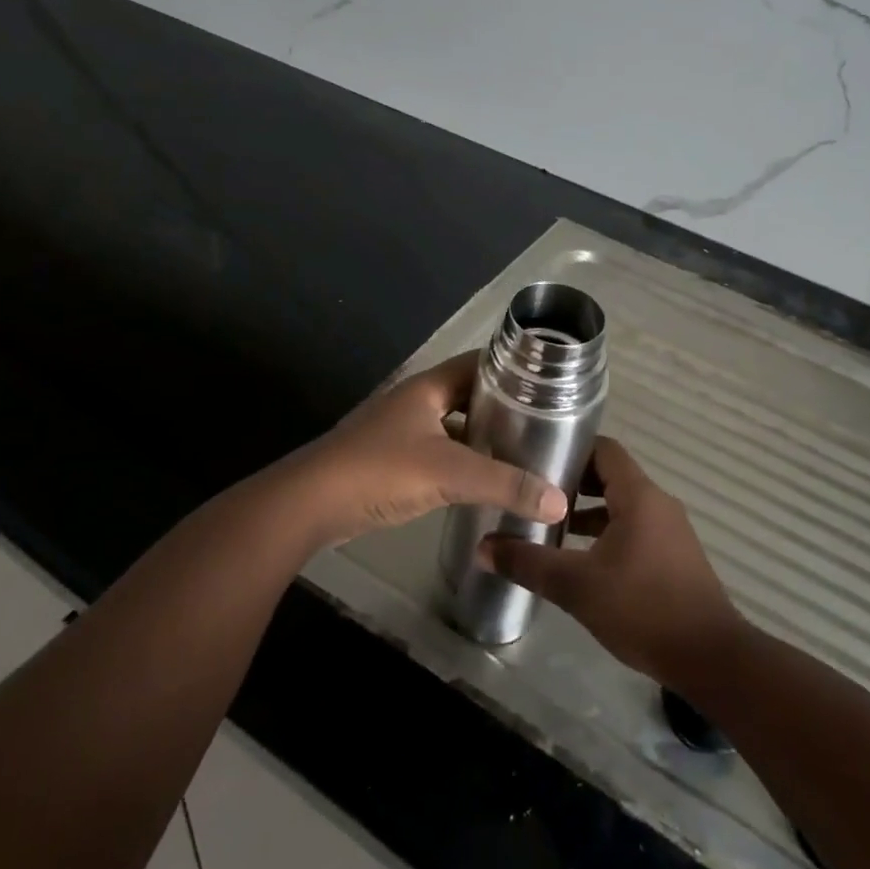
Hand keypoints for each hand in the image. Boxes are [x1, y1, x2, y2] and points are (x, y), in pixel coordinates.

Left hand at [279, 353, 569, 547]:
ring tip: (522, 453)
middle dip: (503, 407)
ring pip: (452, 426)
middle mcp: (415, 402)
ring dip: (482, 437)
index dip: (513, 370)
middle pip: (468, 396)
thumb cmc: (380, 471)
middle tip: (544, 424)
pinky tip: (482, 482)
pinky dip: (461, 462)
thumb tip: (559, 501)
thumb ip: (506, 484)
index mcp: (429, 387)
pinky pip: (438, 453)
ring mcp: (400, 431)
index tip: (550, 384)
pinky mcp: (391, 461)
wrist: (309, 504)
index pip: (480, 364)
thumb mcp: (450, 473)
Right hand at [481, 438, 744, 685]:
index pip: (604, 449)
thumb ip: (528, 563)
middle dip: (572, 482)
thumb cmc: (643, 609)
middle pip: (611, 475)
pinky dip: (607, 532)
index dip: (570, 447)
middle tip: (533, 490)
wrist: (711, 658)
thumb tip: (483, 547)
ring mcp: (670, 530)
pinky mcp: (675, 556)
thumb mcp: (576, 586)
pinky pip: (635, 528)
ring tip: (549, 524)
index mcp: (639, 495)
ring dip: (589, 511)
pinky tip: (581, 559)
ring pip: (622, 505)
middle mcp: (658, 503)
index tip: (535, 456)